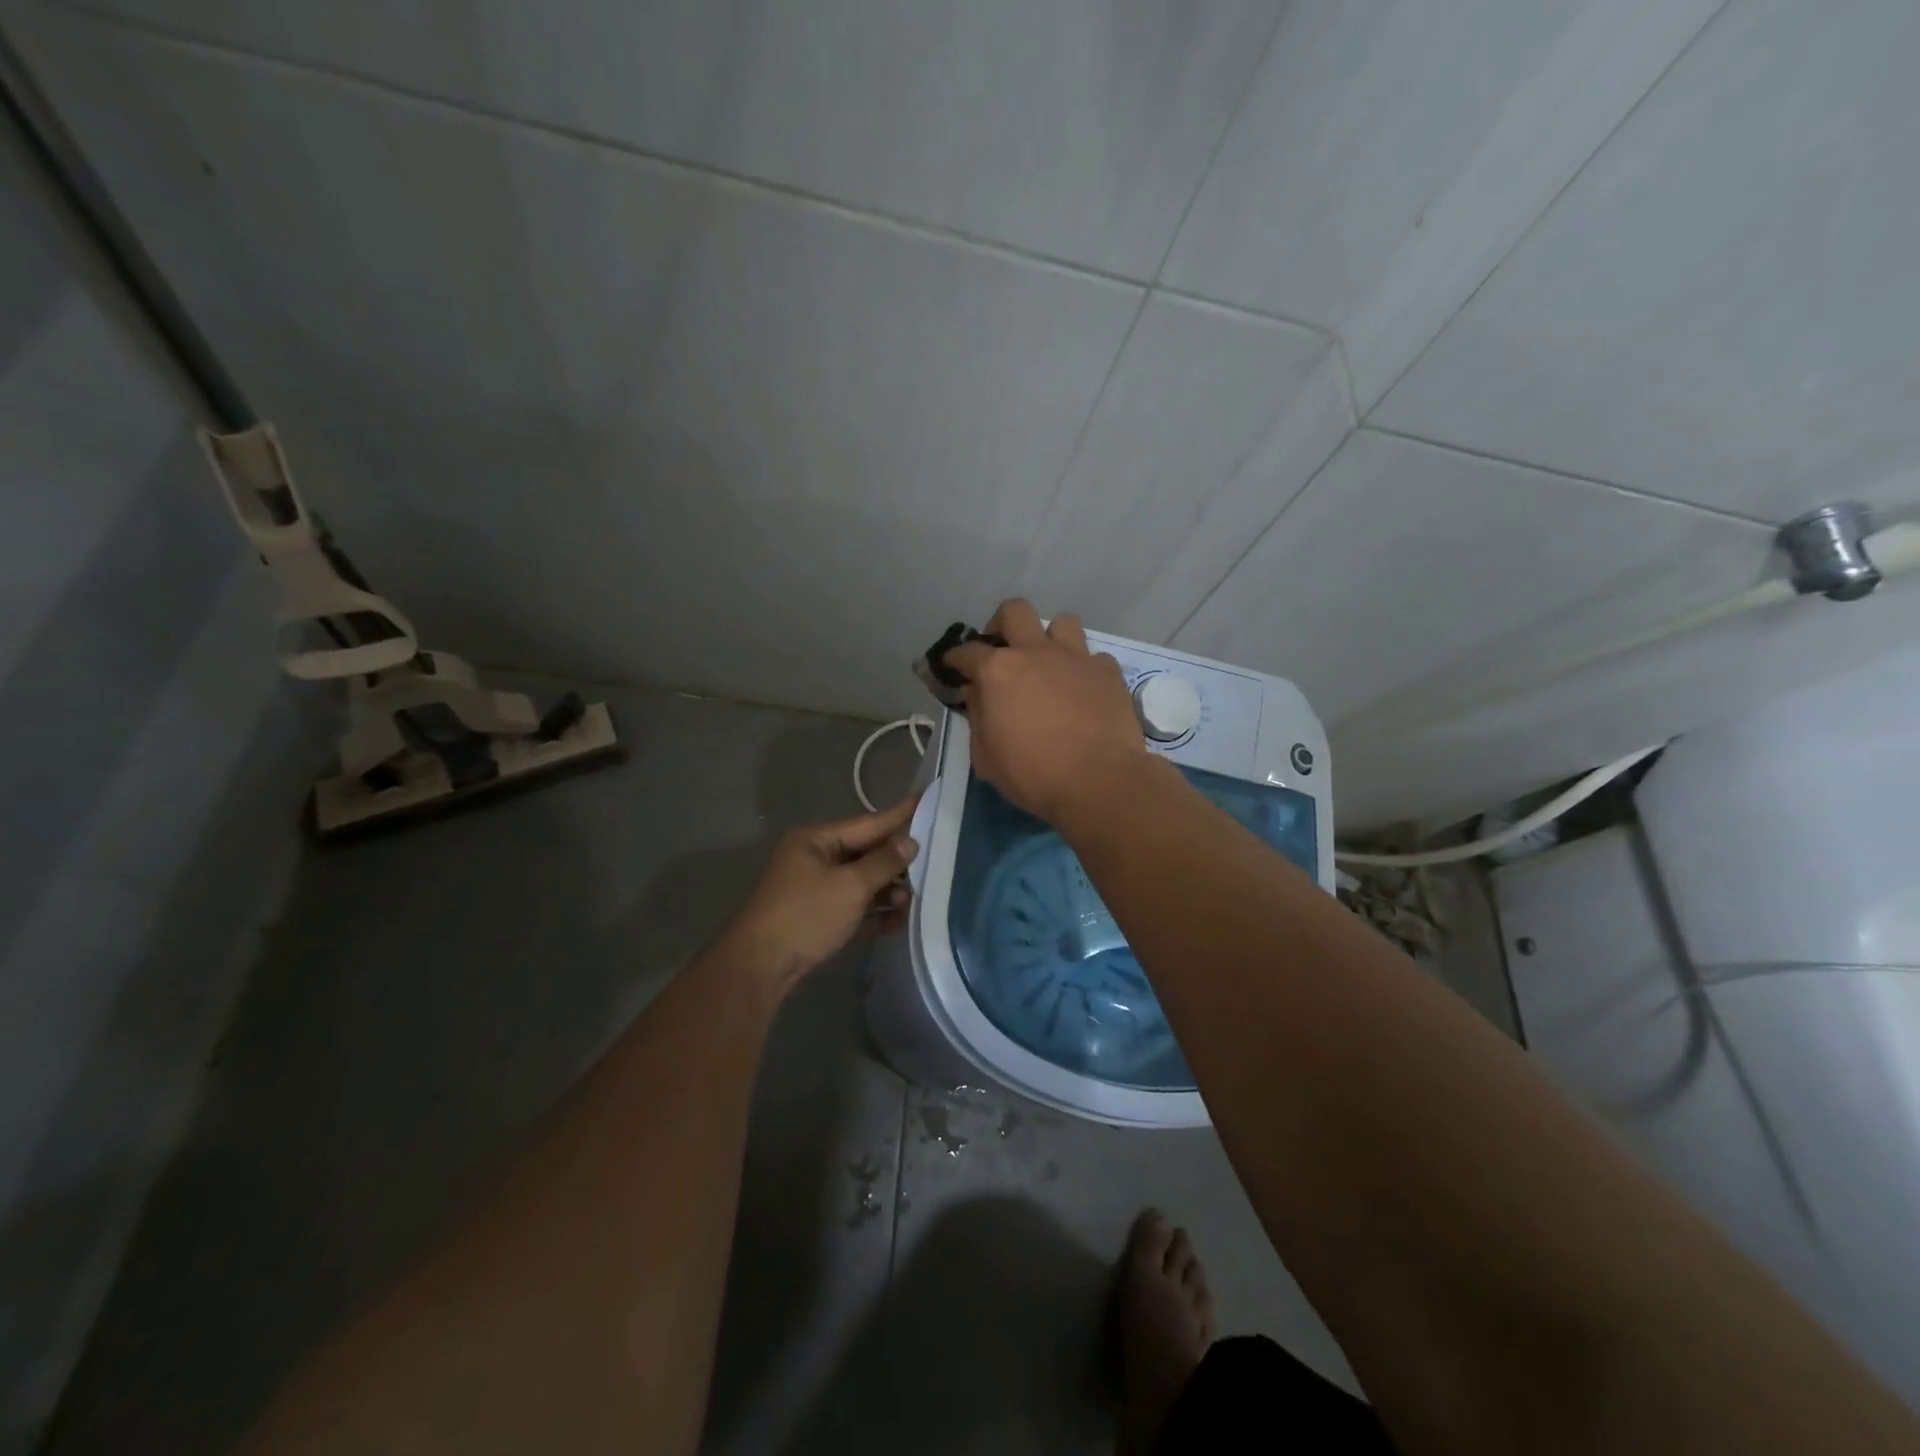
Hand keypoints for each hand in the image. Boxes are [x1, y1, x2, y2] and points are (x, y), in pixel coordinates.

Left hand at [717, 793, 919, 992]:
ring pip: (861, 881)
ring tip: (910, 902)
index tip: (926, 799)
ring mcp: (815, 888)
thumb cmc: (805, 916)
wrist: (760, 968)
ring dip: (887, 890)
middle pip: (866, 853)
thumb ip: (884, 862)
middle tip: (931, 866)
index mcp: (817, 840)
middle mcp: (815, 858)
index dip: (900, 815)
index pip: (868, 823)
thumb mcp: (850, 886)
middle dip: (896, 863)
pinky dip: (873, 911)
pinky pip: (853, 905)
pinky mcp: (818, 915)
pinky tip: (897, 920)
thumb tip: (910, 841)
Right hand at [945, 600, 1150, 825]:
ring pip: (1061, 623)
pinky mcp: (1108, 672)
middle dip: (1002, 624)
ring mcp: (1076, 657)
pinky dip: (1083, 669)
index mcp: (998, 672)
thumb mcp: (987, 757)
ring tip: (1048, 664)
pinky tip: (1082, 690)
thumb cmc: (1033, 775)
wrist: (1100, 783)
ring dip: (1049, 639)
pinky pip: (1093, 657)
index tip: (952, 666)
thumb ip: (977, 717)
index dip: (954, 658)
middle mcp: (1036, 652)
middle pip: (1015, 611)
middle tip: (1002, 651)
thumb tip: (975, 694)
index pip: (966, 651)